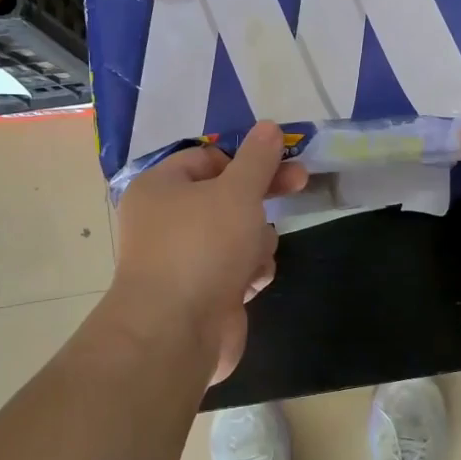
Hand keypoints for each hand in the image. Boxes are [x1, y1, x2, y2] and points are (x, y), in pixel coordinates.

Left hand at [112, 122, 308, 384]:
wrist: (175, 332)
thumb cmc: (202, 247)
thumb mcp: (237, 191)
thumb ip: (258, 158)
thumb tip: (270, 127)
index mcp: (161, 187)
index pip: (207, 158)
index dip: (245, 158)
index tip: (282, 160)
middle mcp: (166, 220)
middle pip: (226, 196)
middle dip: (261, 197)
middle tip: (300, 185)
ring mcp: (183, 259)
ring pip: (237, 234)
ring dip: (255, 241)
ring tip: (253, 257)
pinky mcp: (201, 292)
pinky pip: (235, 268)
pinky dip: (248, 272)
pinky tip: (250, 284)